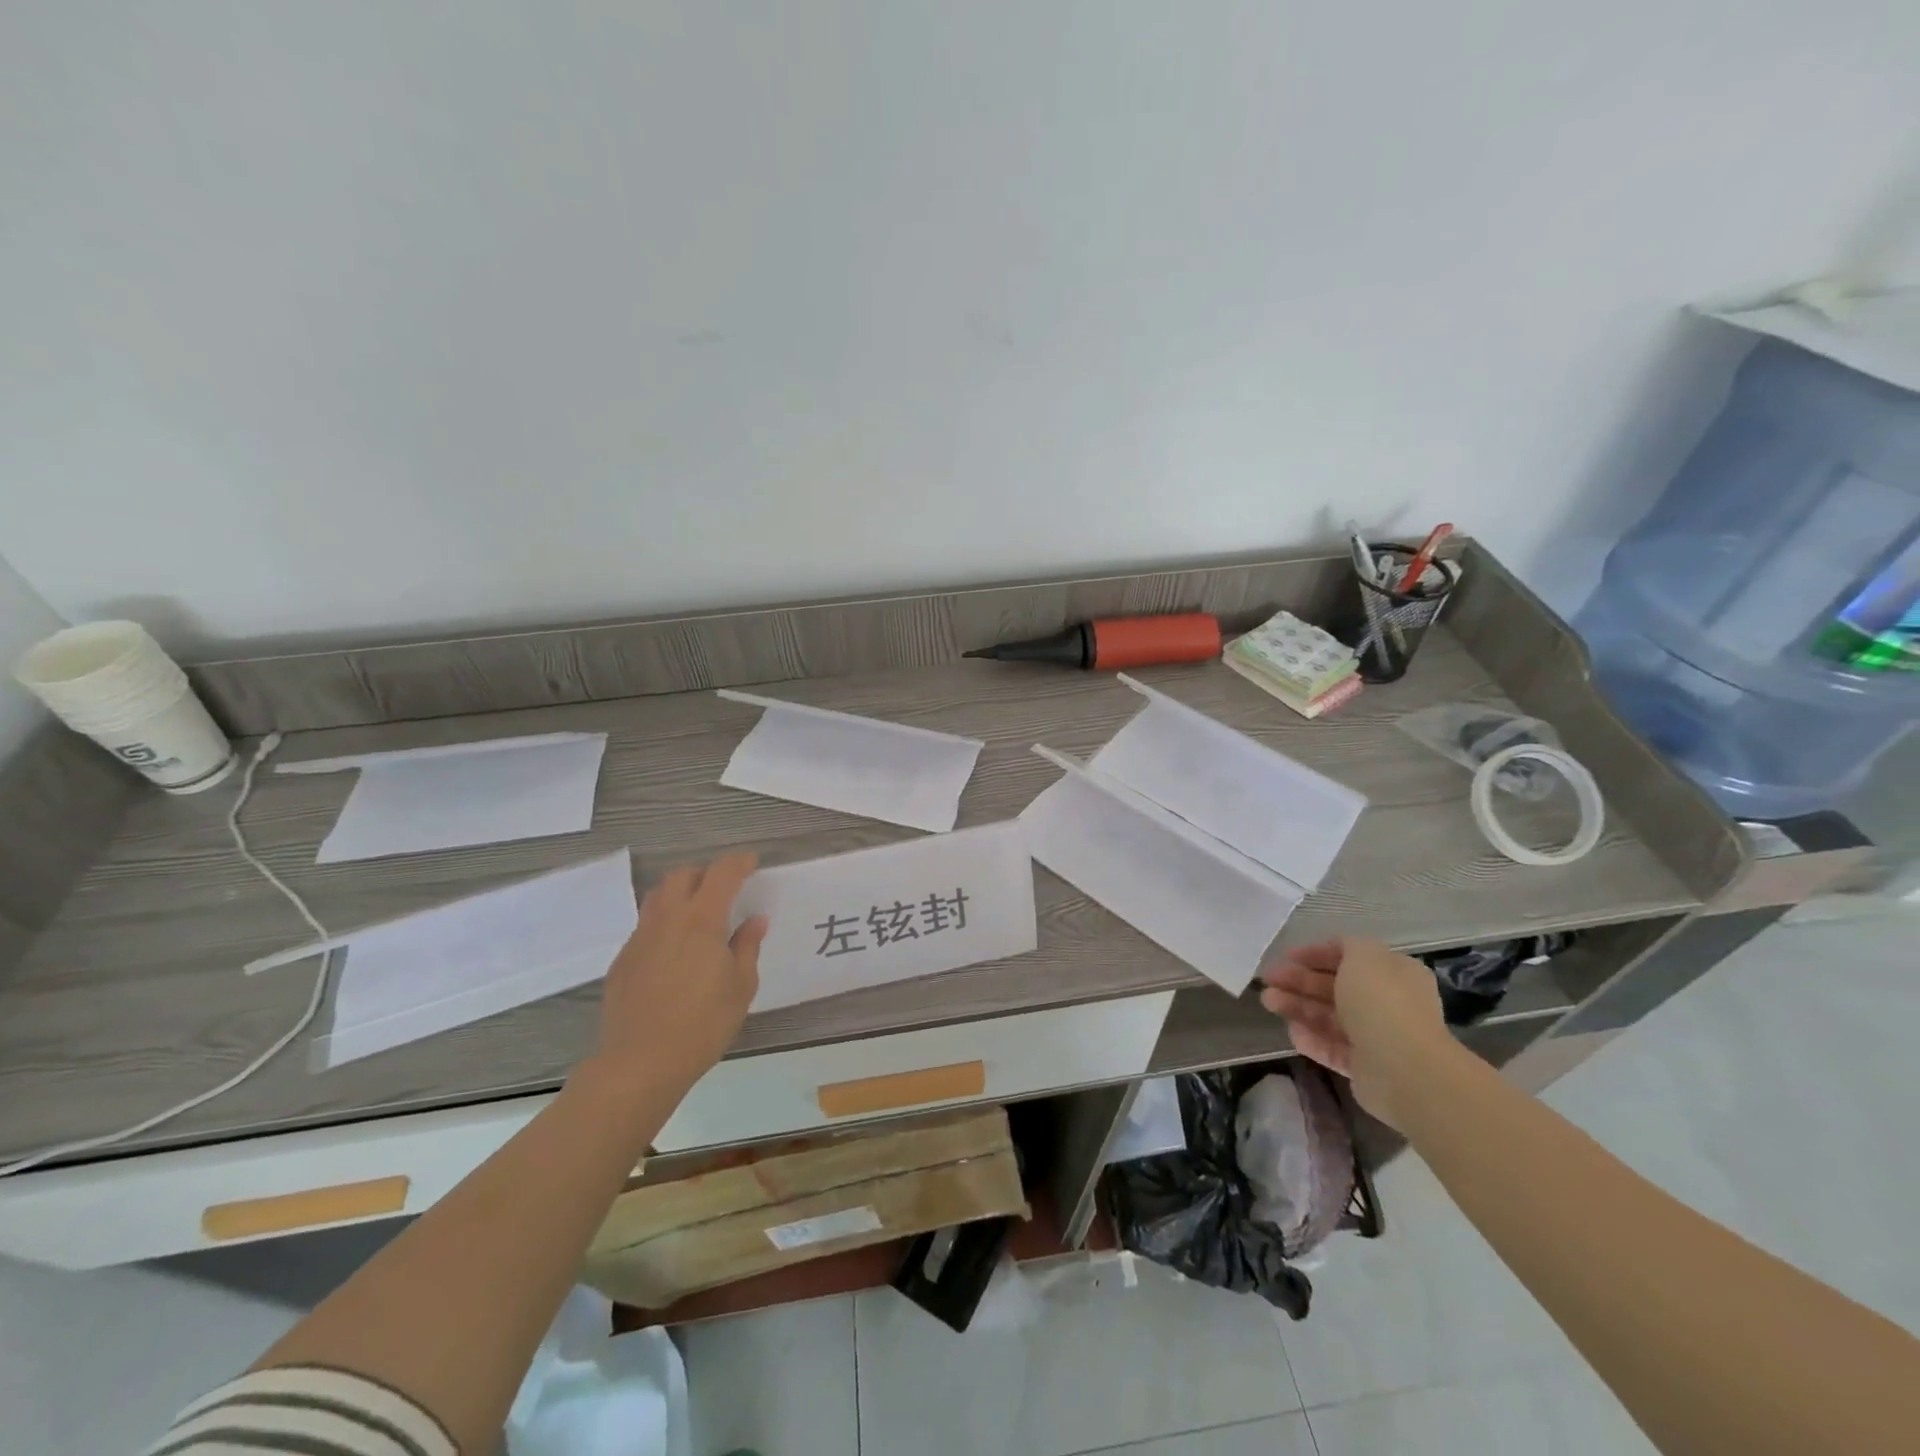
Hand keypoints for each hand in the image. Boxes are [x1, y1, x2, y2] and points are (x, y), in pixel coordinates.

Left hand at [586, 853, 767, 1100]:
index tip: (752, 864)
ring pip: (657, 896)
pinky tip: (675, 951)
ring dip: (680, 893)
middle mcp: (667, 919)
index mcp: (701, 920)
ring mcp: (640, 938)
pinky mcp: (623, 960)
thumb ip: (747, 946)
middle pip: (682, 875)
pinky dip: (664, 923)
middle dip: (705, 873)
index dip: (739, 863)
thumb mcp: (740, 986)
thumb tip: (755, 920)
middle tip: (725, 889)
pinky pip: (645, 926)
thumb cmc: (702, 1024)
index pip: (721, 873)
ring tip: (698, 914)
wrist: (640, 1063)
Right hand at [1258, 936, 1453, 1129]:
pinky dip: (1311, 1038)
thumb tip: (1337, 951)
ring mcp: (1375, 1036)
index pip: (1350, 958)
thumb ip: (1347, 946)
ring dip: (1297, 1006)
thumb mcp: (1365, 956)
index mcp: (1393, 974)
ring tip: (1268, 1002)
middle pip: (1334, 987)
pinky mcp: (1364, 1067)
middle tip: (1268, 979)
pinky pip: (1332, 1048)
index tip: (1287, 956)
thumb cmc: (1382, 1003)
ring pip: (1328, 1016)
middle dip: (1299, 980)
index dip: (1316, 954)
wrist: (1406, 1070)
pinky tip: (1291, 1032)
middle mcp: (1386, 1003)